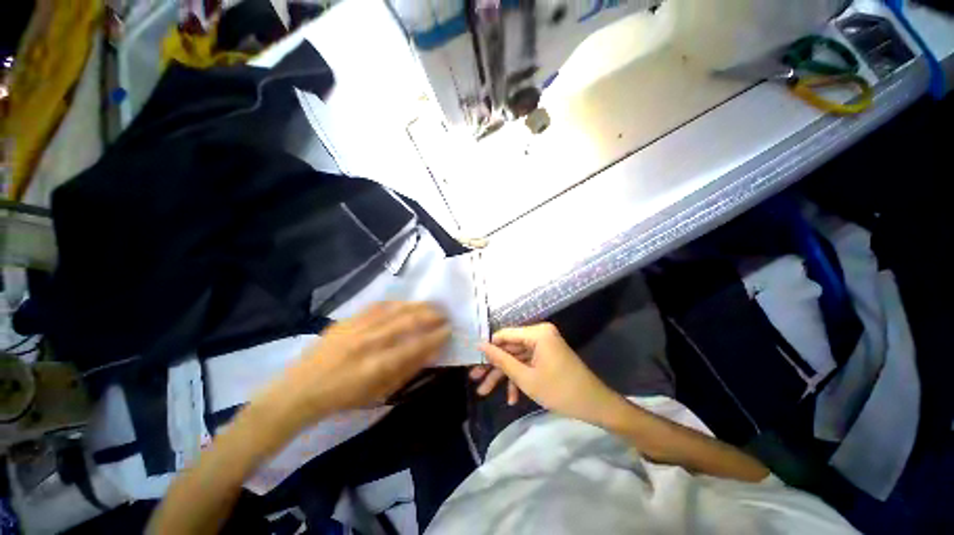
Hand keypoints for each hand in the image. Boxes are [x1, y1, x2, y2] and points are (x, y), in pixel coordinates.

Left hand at [256, 302, 449, 434]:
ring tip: (432, 305)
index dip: (436, 336)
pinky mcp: (348, 320)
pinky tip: (406, 303)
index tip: (449, 330)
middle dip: (432, 315)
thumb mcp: (380, 393)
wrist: (301, 390)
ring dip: (418, 306)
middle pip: (408, 321)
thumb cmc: (344, 398)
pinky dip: (397, 303)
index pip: (417, 345)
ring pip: (396, 309)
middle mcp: (370, 342)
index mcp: (378, 365)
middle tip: (445, 314)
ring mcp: (357, 327)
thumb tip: (431, 352)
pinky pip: (378, 306)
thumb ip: (408, 370)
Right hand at [472, 323, 624, 424]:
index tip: (472, 362)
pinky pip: (528, 363)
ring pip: (517, 358)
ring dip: (504, 376)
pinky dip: (519, 378)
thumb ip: (501, 360)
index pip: (504, 334)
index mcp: (537, 333)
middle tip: (475, 381)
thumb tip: (480, 345)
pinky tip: (512, 398)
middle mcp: (540, 334)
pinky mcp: (547, 356)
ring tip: (485, 393)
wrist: (595, 406)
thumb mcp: (525, 377)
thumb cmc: (559, 391)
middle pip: (509, 348)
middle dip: (493, 367)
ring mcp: (544, 346)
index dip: (488, 348)